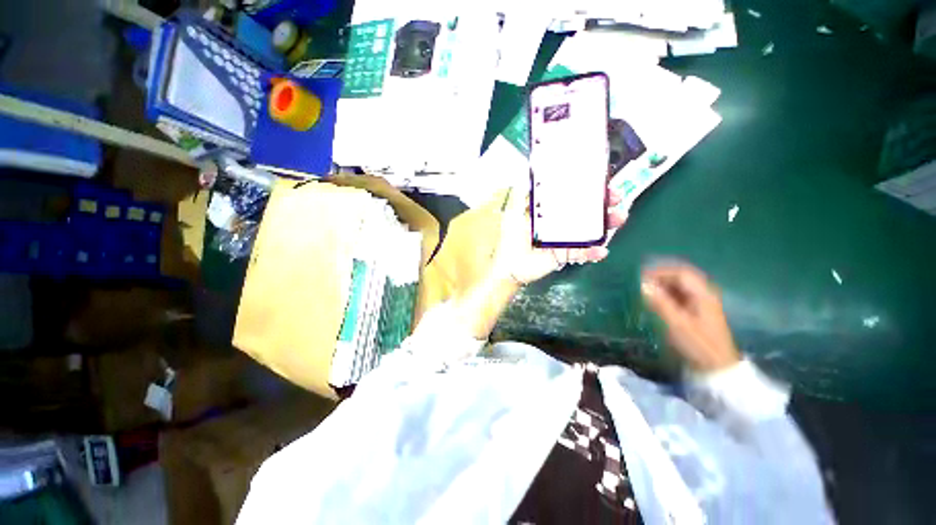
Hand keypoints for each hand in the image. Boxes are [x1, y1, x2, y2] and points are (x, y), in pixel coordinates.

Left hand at [494, 187, 628, 284]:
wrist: (509, 267)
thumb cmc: (510, 239)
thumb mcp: (513, 214)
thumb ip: (519, 196)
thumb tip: (525, 173)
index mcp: (549, 212)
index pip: (571, 197)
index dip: (586, 189)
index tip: (601, 180)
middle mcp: (560, 224)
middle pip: (586, 212)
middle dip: (604, 203)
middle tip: (617, 197)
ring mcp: (565, 240)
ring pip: (590, 230)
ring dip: (607, 224)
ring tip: (619, 218)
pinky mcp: (565, 255)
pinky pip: (582, 253)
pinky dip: (593, 252)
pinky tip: (601, 250)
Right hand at [641, 262, 740, 372]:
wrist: (716, 368)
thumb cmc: (697, 345)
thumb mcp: (676, 324)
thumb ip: (659, 302)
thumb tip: (642, 284)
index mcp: (703, 294)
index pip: (680, 273)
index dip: (659, 272)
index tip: (640, 277)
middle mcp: (704, 293)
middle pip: (681, 276)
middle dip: (660, 276)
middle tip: (640, 282)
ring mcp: (701, 302)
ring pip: (680, 285)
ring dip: (662, 284)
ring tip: (644, 290)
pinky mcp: (697, 311)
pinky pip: (679, 295)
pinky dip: (666, 293)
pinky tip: (655, 300)